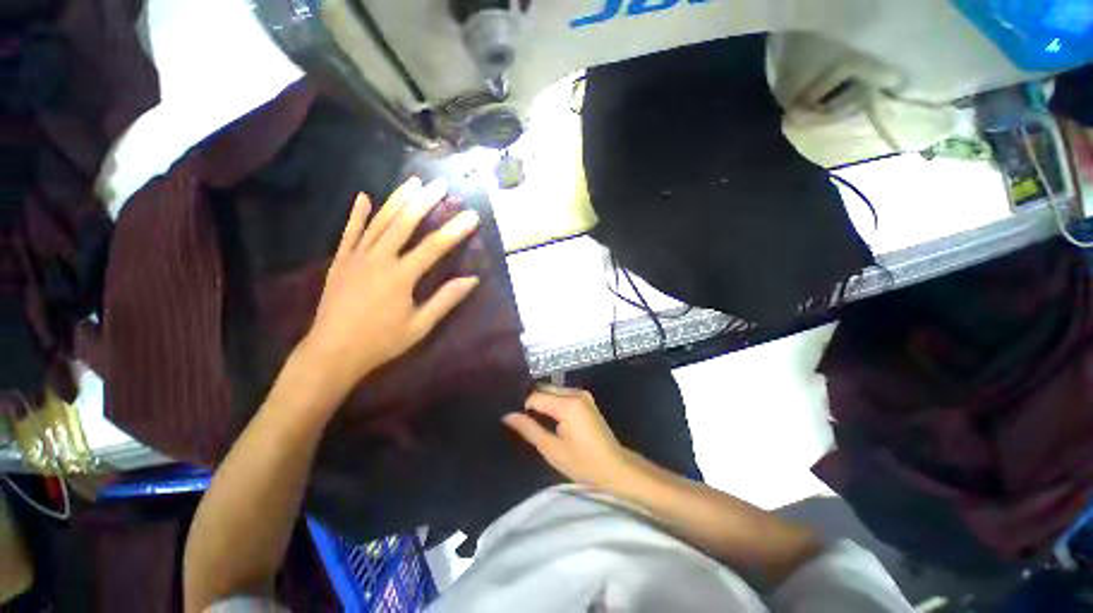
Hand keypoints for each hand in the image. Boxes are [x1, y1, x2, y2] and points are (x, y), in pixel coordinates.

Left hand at [299, 176, 479, 395]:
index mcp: (400, 276)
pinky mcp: (341, 261)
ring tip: (413, 181)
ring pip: (379, 222)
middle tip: (440, 184)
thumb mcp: (420, 326)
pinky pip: (349, 232)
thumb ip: (445, 300)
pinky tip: (363, 197)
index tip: (472, 215)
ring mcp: (356, 257)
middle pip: (405, 223)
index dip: (455, 230)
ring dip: (397, 200)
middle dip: (425, 202)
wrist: (332, 352)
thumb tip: (472, 279)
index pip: (434, 247)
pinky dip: (357, 214)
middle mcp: (378, 259)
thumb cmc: (381, 341)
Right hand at [503, 386, 633, 490]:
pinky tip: (547, 417)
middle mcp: (575, 392)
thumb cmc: (583, 463)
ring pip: (553, 390)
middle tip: (519, 419)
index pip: (535, 396)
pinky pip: (562, 394)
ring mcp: (583, 394)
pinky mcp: (586, 399)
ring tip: (531, 419)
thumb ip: (529, 429)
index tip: (513, 419)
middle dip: (531, 401)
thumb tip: (508, 416)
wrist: (615, 467)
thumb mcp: (552, 449)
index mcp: (567, 404)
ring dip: (541, 401)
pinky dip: (552, 402)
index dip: (522, 407)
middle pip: (544, 389)